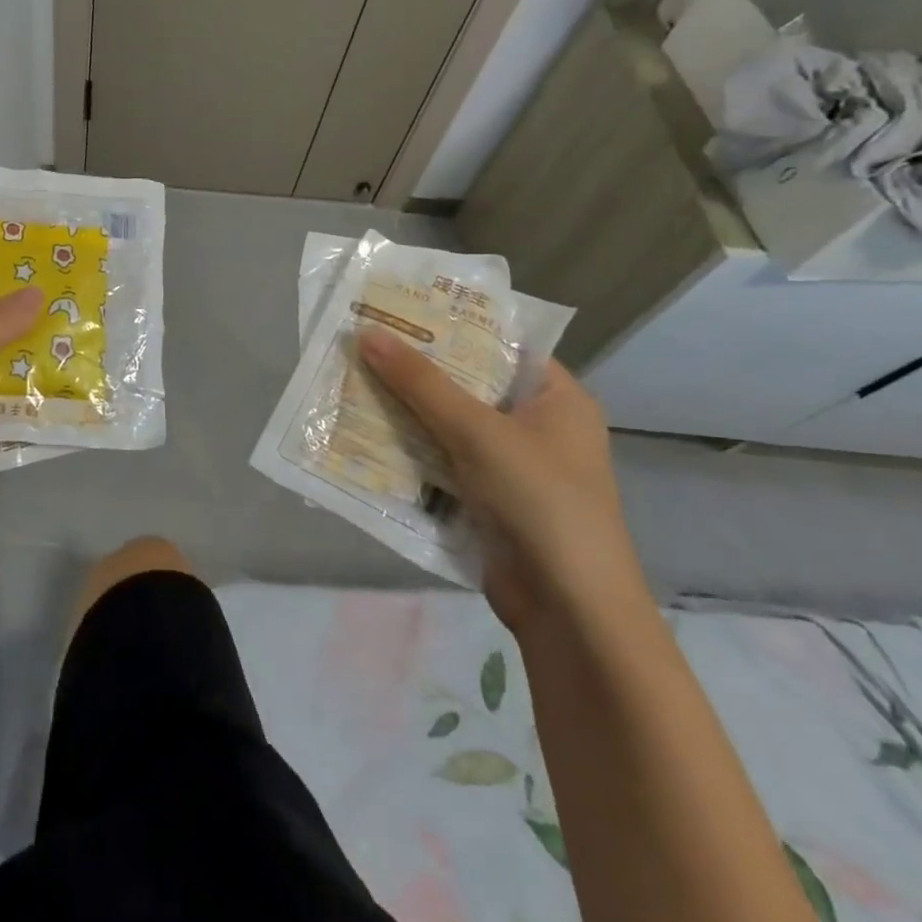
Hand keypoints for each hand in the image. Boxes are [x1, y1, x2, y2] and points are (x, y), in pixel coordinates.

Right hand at [357, 333, 646, 635]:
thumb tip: (367, 333)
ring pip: (449, 425)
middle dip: (416, 372)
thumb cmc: (539, 501)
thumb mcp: (477, 431)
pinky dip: (410, 451)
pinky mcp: (489, 501)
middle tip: (363, 345)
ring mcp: (514, 467)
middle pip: (468, 385)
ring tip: (351, 382)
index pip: (500, 346)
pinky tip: (365, 435)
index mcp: (558, 399)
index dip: (450, 327)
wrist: (569, 610)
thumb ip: (420, 382)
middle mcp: (539, 427)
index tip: (398, 312)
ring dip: (406, 412)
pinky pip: (443, 462)